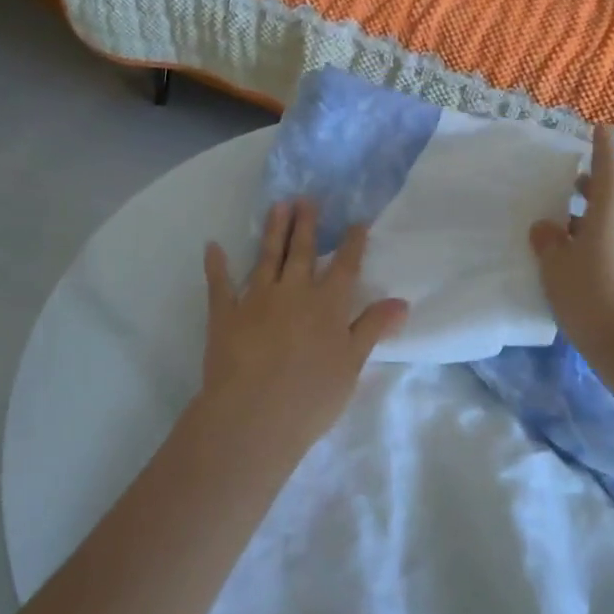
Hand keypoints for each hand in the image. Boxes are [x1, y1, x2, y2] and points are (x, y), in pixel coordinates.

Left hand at [198, 199, 408, 448]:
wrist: (253, 415)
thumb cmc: (311, 396)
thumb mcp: (352, 364)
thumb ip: (373, 327)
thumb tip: (401, 301)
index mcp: (328, 304)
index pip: (344, 266)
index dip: (352, 243)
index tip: (357, 221)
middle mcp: (294, 292)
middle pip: (302, 252)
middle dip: (307, 224)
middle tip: (307, 198)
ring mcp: (257, 299)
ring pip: (267, 257)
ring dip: (273, 231)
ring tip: (278, 205)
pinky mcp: (225, 314)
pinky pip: (220, 284)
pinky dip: (216, 265)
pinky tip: (212, 246)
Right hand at [529, 126, 613, 357]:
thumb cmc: (590, 297)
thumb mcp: (556, 267)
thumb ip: (548, 242)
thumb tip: (547, 227)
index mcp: (610, 215)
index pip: (608, 172)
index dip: (603, 149)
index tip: (601, 128)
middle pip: (611, 199)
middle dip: (590, 191)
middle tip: (569, 188)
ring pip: (613, 226)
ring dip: (591, 222)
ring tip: (564, 233)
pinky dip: (598, 245)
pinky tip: (579, 265)